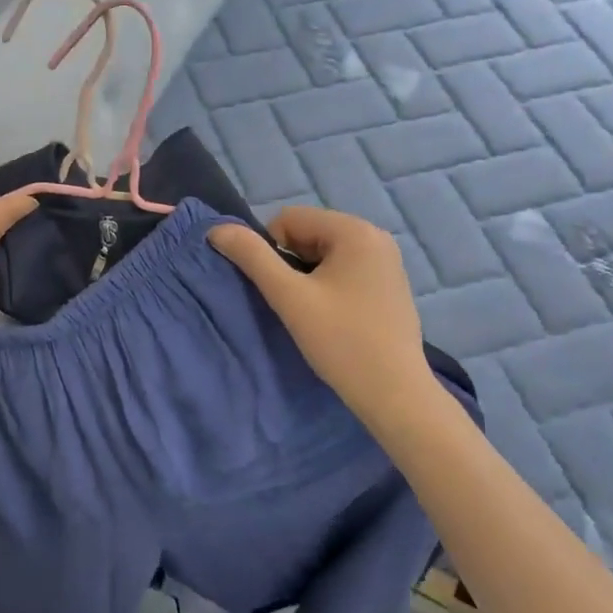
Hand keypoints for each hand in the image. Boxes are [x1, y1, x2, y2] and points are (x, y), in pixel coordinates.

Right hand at [209, 206, 434, 427]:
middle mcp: (377, 236)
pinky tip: (338, 318)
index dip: (273, 251)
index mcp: (355, 230)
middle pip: (310, 233)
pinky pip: (348, 269)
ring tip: (317, 313)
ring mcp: (389, 260)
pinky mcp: (392, 284)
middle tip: (299, 304)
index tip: (283, 290)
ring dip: (310, 276)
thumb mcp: (289, 297)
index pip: (290, 218)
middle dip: (293, 263)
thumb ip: (252, 257)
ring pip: (327, 253)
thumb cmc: (340, 341)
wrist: (394, 393)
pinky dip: (332, 286)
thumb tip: (217, 229)